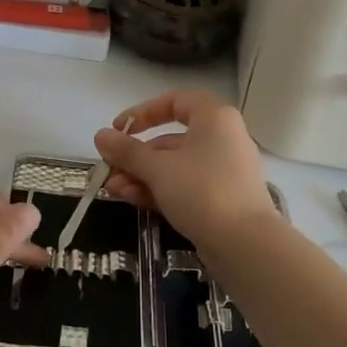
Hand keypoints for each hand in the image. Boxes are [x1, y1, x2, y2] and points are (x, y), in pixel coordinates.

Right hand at [94, 90, 277, 244]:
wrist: (245, 244)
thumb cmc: (202, 191)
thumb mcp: (158, 168)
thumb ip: (127, 151)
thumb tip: (100, 135)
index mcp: (214, 118)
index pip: (175, 101)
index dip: (143, 112)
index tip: (119, 129)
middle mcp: (223, 138)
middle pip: (171, 138)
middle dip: (136, 155)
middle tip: (109, 168)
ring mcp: (224, 170)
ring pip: (176, 166)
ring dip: (142, 175)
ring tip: (113, 190)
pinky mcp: (222, 198)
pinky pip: (186, 186)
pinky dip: (160, 189)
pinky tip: (132, 200)